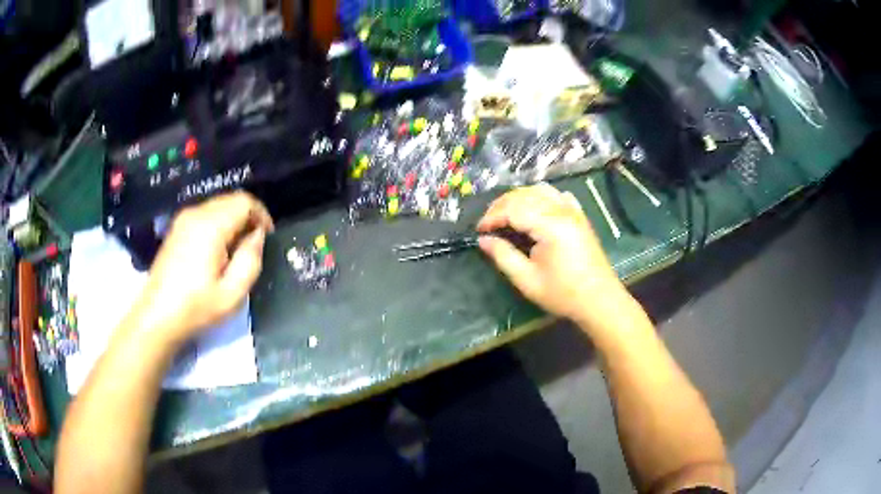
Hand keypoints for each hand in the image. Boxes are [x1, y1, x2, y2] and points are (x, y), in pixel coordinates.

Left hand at [126, 192, 273, 347]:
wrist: (157, 316)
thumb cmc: (196, 308)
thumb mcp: (233, 293)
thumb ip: (250, 260)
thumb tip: (257, 236)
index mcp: (210, 226)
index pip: (244, 201)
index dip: (262, 215)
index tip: (267, 238)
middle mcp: (196, 213)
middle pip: (231, 200)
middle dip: (248, 217)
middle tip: (253, 246)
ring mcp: (183, 219)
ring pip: (218, 206)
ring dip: (233, 221)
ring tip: (236, 250)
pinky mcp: (177, 228)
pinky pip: (205, 214)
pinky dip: (218, 224)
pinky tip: (217, 250)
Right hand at [477, 183, 628, 326]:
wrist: (599, 300)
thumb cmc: (563, 294)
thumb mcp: (527, 280)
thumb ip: (503, 256)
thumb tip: (483, 240)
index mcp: (550, 225)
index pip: (513, 209)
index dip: (492, 217)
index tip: (479, 231)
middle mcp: (562, 210)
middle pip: (524, 195)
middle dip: (501, 205)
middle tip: (488, 224)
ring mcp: (573, 210)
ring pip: (540, 190)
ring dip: (519, 198)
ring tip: (505, 215)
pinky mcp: (579, 215)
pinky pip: (556, 195)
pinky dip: (540, 197)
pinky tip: (533, 209)